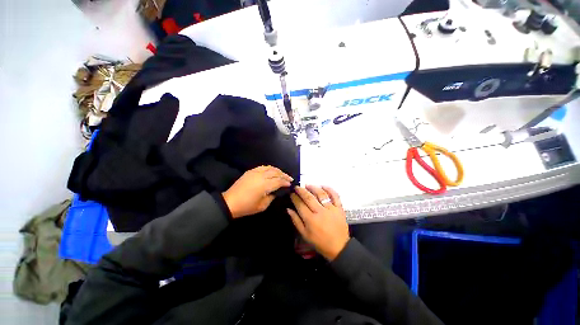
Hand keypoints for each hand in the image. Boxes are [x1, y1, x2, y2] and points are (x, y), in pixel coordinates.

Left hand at [223, 166, 292, 218]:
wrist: (230, 202)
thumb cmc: (247, 206)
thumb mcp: (262, 206)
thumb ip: (272, 197)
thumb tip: (276, 191)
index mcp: (265, 185)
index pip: (279, 181)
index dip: (285, 182)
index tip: (290, 184)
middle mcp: (261, 176)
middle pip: (276, 173)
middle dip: (284, 175)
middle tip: (290, 178)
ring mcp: (255, 172)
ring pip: (270, 168)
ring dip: (278, 170)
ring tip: (282, 174)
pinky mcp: (250, 171)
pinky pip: (263, 167)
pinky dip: (269, 168)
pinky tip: (272, 171)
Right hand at [288, 185, 349, 260]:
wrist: (339, 247)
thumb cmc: (320, 242)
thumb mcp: (305, 235)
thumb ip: (296, 221)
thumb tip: (288, 209)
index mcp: (311, 220)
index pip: (300, 205)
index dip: (295, 198)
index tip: (291, 194)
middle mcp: (320, 212)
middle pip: (309, 198)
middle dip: (301, 191)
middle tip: (297, 187)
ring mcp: (331, 209)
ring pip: (321, 194)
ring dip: (313, 188)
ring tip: (307, 185)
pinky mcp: (339, 208)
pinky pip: (335, 196)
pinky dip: (329, 189)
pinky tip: (323, 186)